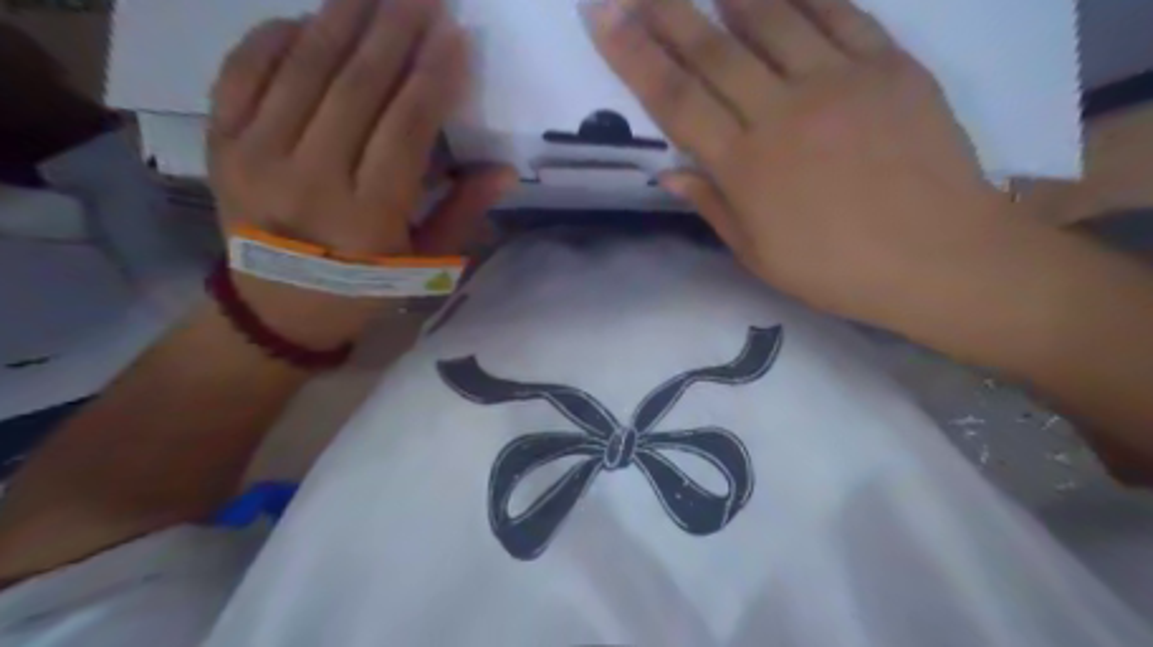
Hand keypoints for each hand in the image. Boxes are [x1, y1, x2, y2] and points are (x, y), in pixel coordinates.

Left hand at [208, 0, 512, 347]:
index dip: (433, 76)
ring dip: (344, 18)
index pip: (405, 127)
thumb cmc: (363, 286)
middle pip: (356, 85)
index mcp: (367, 216)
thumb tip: (505, 170)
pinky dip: (276, 37)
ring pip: (304, 67)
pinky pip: (245, 70)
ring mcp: (255, 155)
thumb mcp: (423, 262)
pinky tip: (310, 21)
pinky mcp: (221, 143)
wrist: (276, 307)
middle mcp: (309, 178)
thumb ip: (462, 211)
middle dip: (395, 30)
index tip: (455, 34)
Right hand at [586, 1, 1014, 329]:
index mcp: (746, 167)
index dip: (633, 57)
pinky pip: (838, 13)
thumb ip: (713, 206)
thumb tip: (668, 173)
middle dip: (664, 10)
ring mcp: (839, 83)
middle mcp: (782, 114)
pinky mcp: (889, 66)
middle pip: (712, 50)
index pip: (676, 101)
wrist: (940, 256)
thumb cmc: (837, 269)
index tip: (602, 18)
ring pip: (771, 19)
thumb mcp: (759, 255)